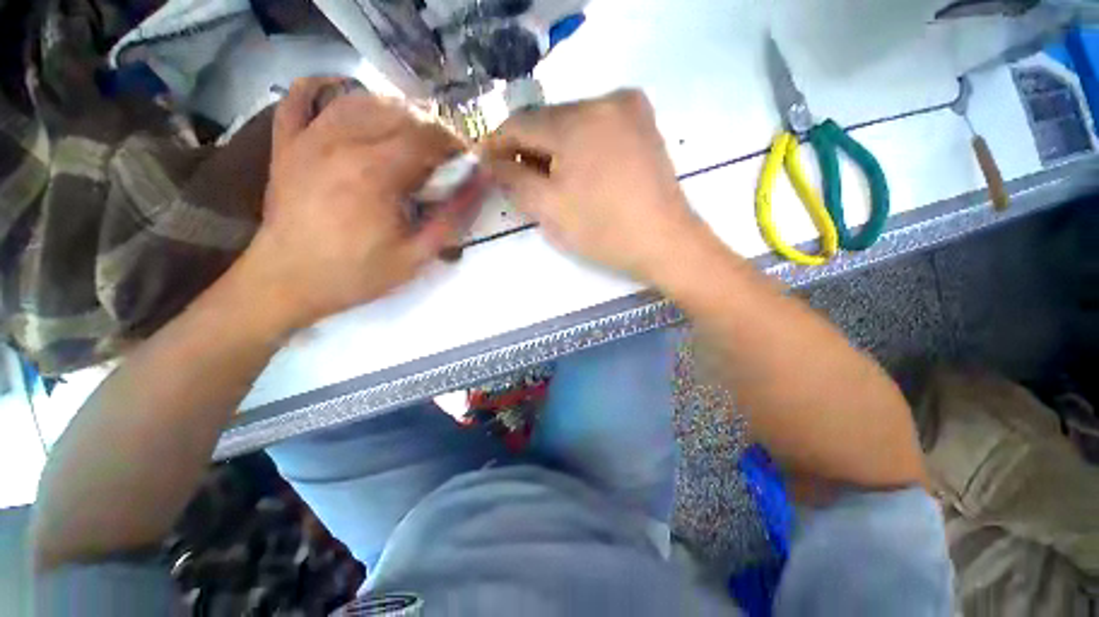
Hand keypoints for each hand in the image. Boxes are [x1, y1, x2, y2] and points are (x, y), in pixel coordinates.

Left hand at [239, 78, 469, 331]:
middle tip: (444, 155)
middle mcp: (342, 142)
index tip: (466, 162)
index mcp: (376, 172)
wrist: (287, 282)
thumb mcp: (416, 256)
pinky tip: (345, 93)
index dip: (454, 144)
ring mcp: (308, 138)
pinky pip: (300, 97)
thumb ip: (452, 219)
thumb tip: (480, 184)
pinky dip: (324, 87)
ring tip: (411, 135)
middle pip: (398, 113)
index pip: (427, 136)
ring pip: (359, 99)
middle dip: (432, 129)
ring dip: (394, 111)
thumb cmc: (356, 274)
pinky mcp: (287, 144)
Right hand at [482, 90, 705, 280]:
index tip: (486, 163)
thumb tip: (490, 161)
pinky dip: (580, 145)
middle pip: (548, 120)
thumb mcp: (549, 210)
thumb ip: (513, 180)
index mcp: (578, 121)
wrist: (665, 242)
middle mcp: (604, 99)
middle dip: (528, 148)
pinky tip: (580, 171)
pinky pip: (597, 126)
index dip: (497, 143)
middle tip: (519, 179)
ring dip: (554, 147)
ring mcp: (629, 107)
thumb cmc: (604, 231)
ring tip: (550, 180)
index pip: (520, 122)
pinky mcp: (644, 122)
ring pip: (573, 122)